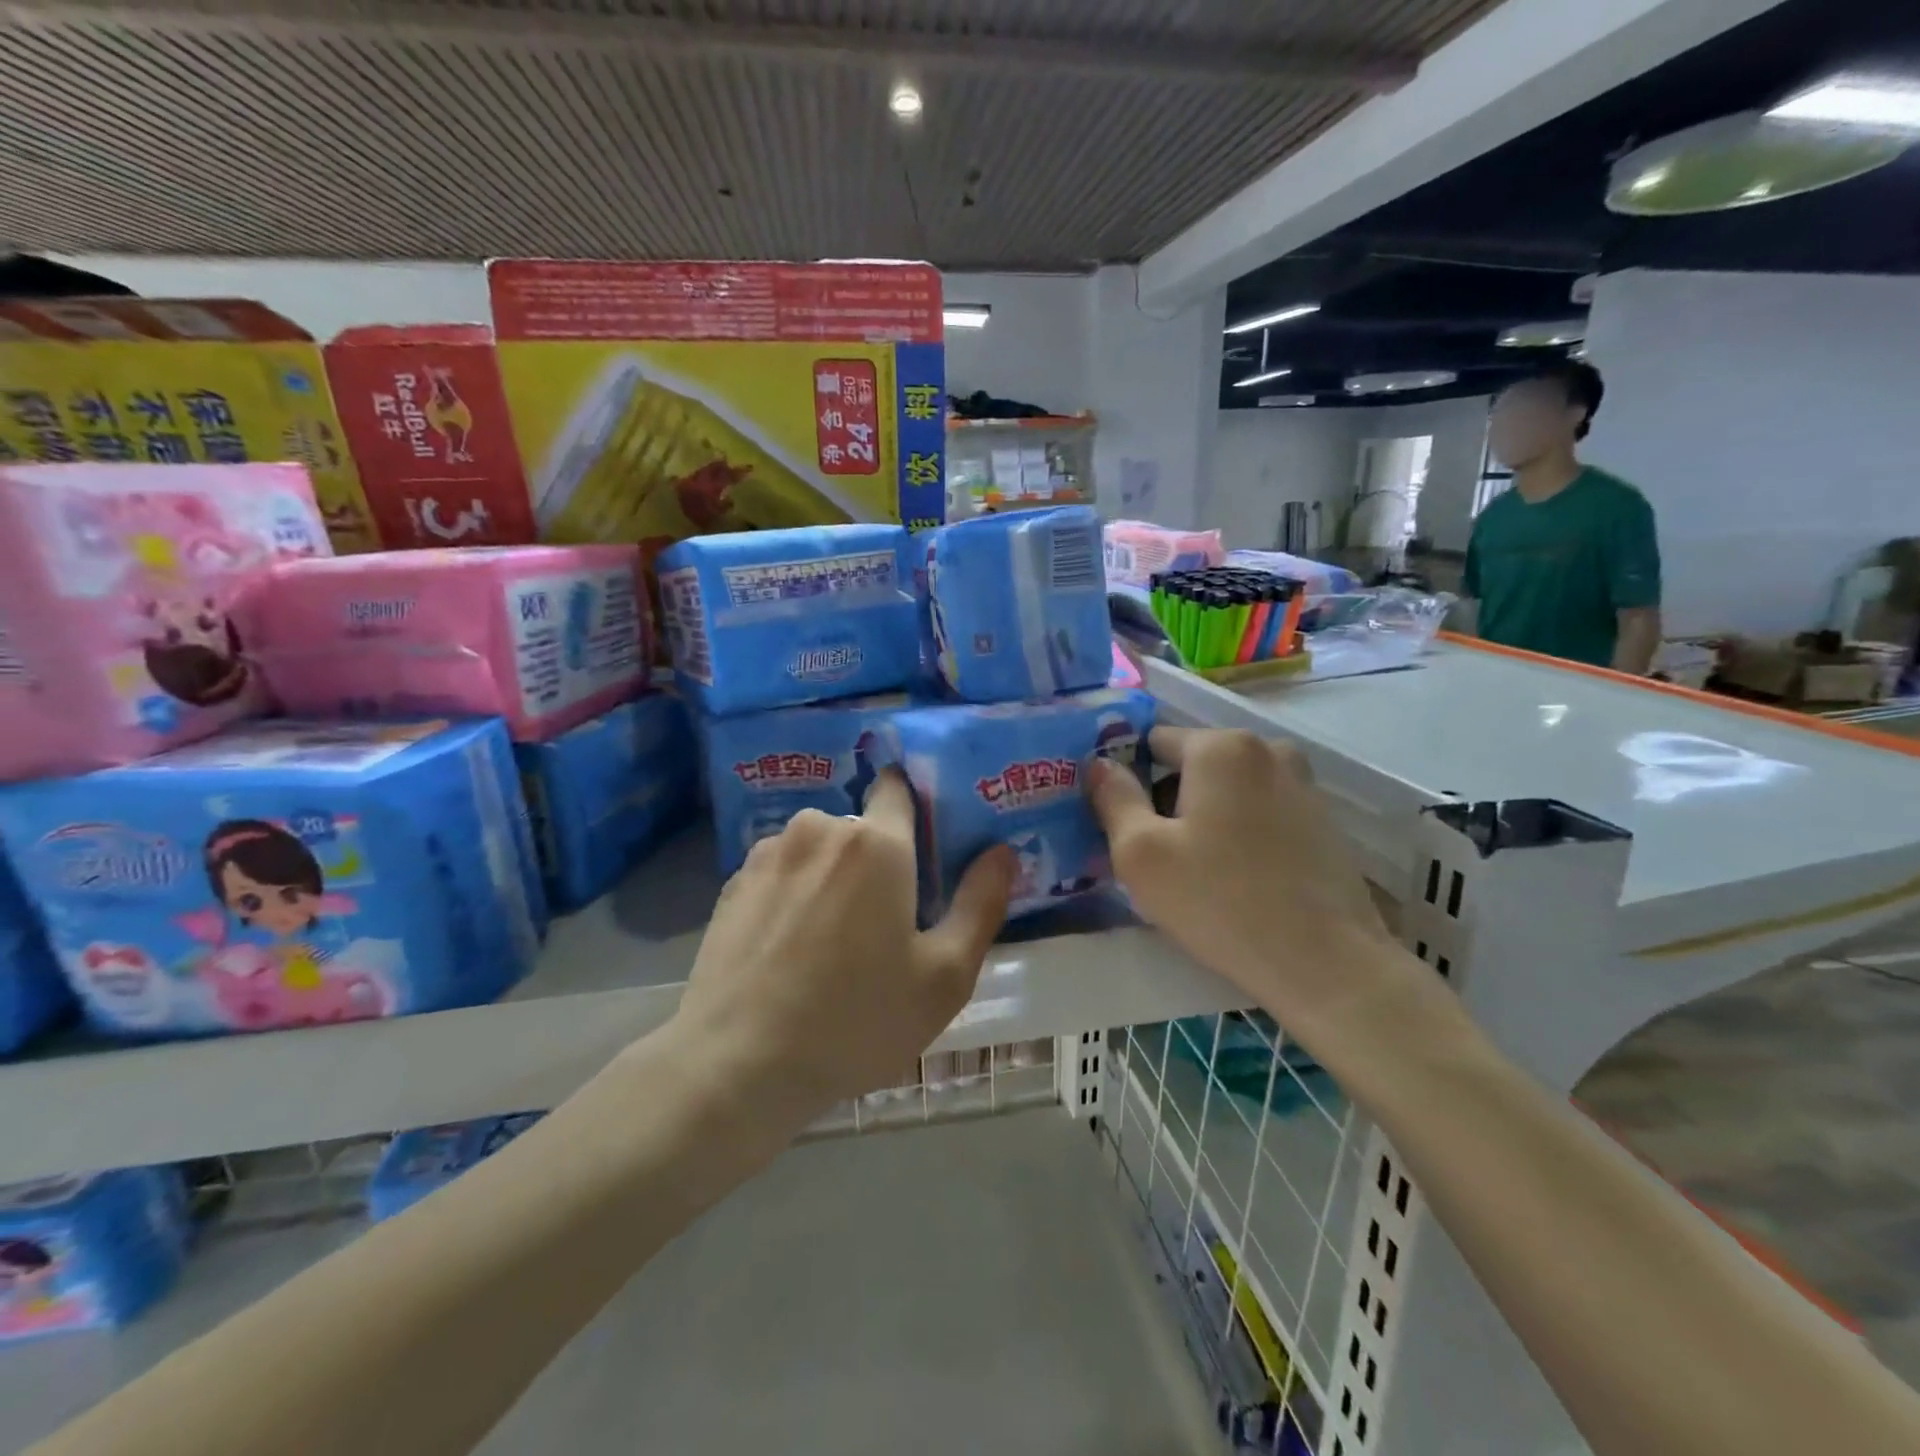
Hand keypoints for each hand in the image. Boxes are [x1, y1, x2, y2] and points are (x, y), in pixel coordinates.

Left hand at [674, 770, 1014, 1125]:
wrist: (737, 1065)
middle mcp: (819, 829)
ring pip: (818, 851)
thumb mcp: (944, 977)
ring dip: (832, 877)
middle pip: (861, 829)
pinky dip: (793, 895)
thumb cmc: (856, 1020)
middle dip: (877, 861)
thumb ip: (980, 905)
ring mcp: (768, 853)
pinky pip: (781, 872)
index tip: (925, 850)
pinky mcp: (732, 883)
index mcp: (877, 842)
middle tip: (884, 924)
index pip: (899, 787)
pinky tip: (789, 950)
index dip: (916, 808)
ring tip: (830, 944)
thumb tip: (1002, 852)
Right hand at [1088, 727, 1430, 1053]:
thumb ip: (1113, 798)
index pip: (1153, 741)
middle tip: (1158, 858)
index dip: (1130, 779)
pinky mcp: (1323, 821)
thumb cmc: (1220, 901)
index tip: (1124, 825)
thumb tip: (1100, 764)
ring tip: (1198, 874)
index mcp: (1222, 746)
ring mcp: (1303, 784)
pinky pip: (1260, 812)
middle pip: (1192, 765)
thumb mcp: (1141, 854)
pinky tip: (1238, 881)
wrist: (1326, 963)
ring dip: (1204, 818)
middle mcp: (1268, 749)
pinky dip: (1239, 833)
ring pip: (1227, 790)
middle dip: (1168, 800)